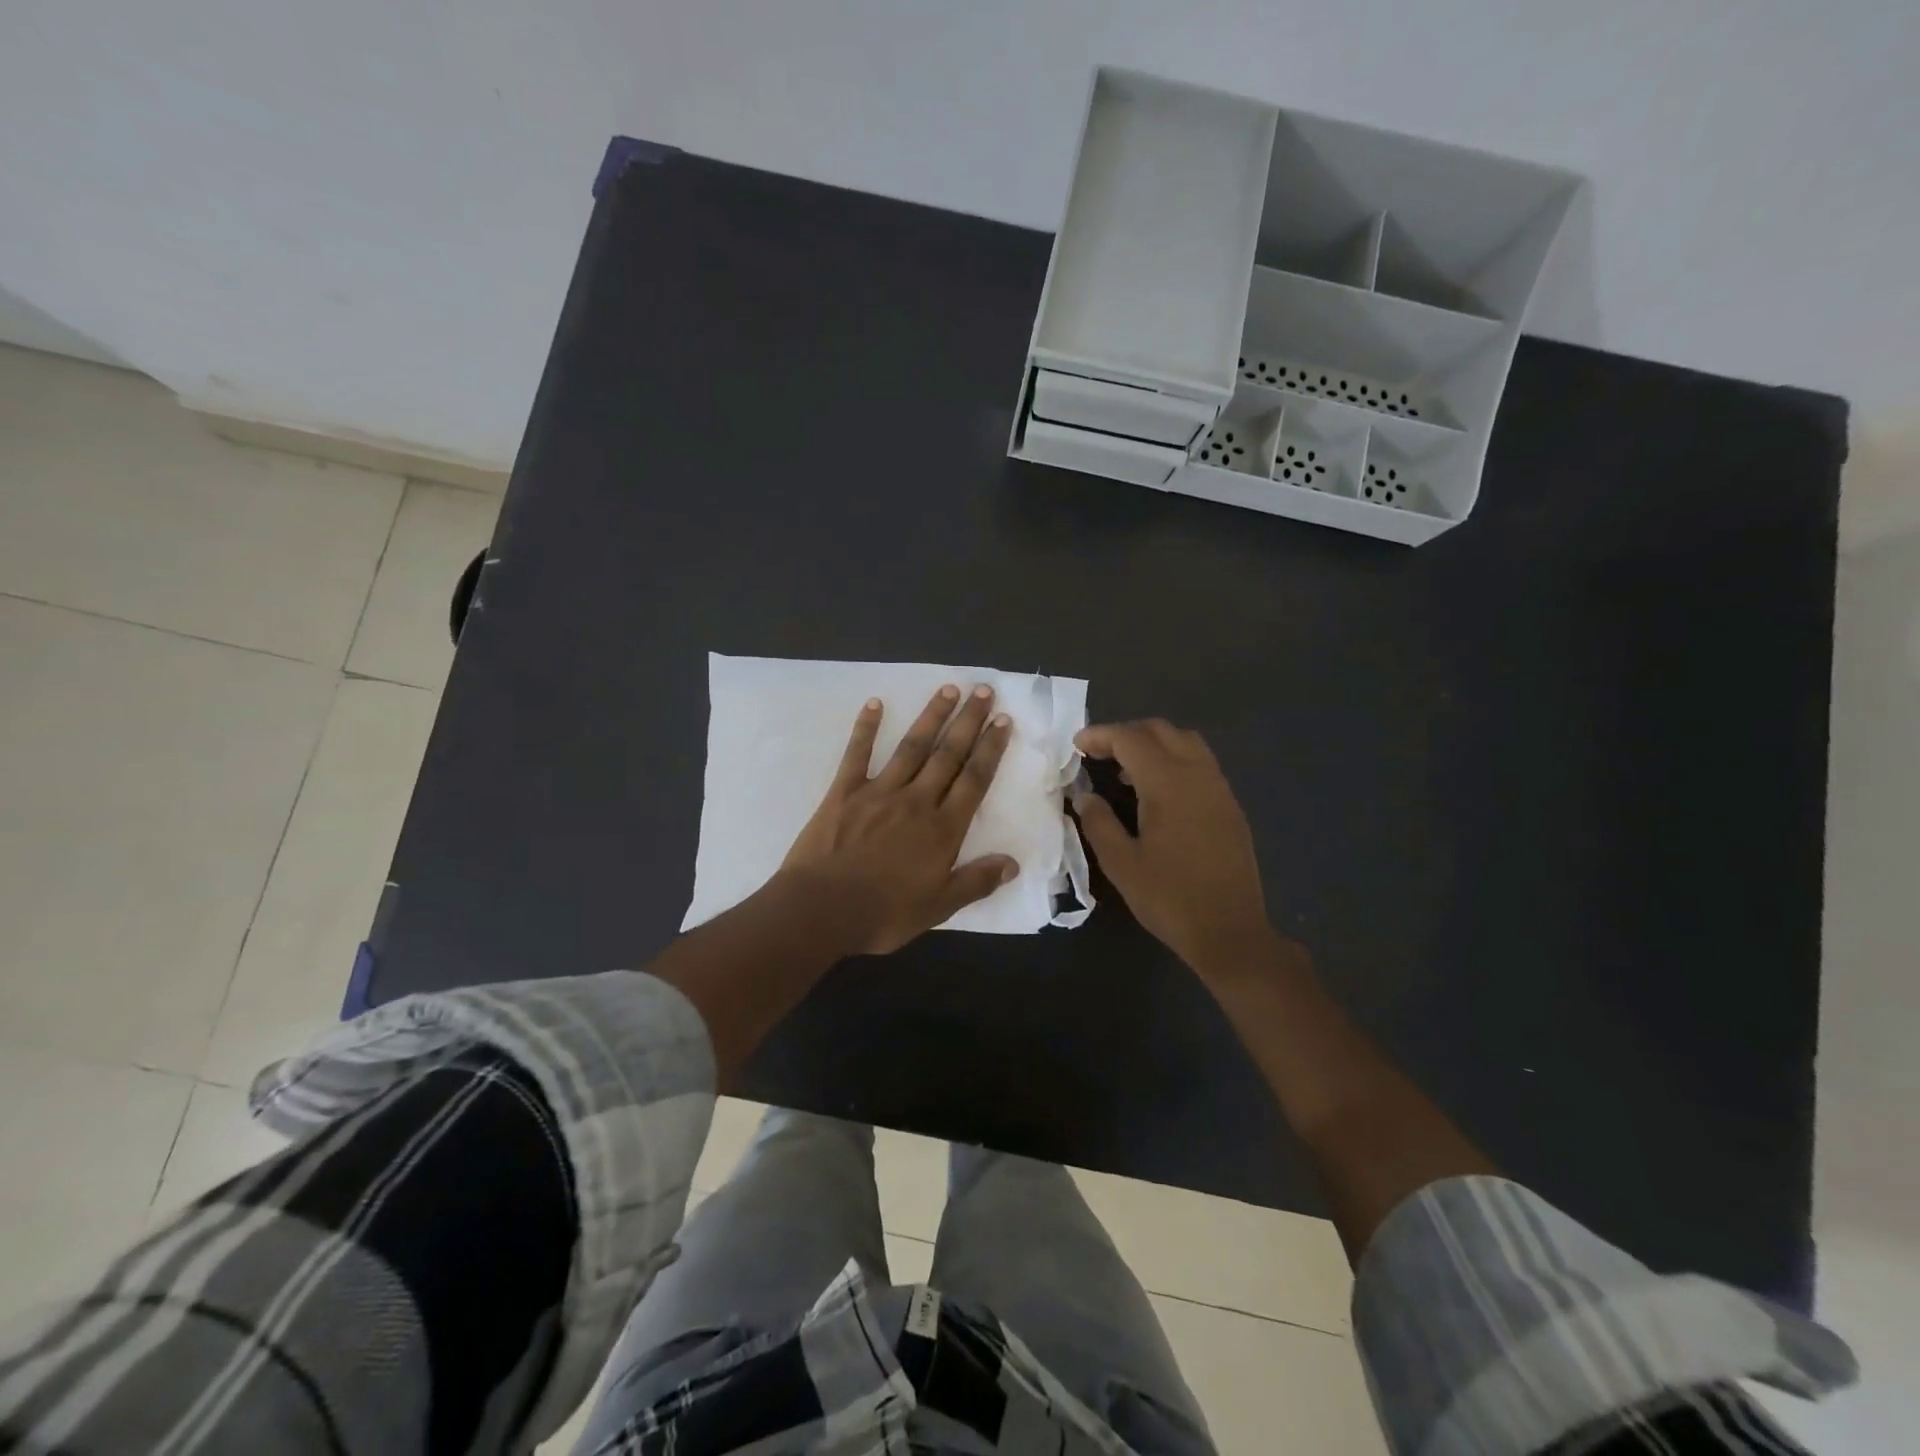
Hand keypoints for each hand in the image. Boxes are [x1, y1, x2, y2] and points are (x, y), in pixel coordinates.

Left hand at [781, 684, 1017, 954]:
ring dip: (931, 716)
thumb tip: (1013, 864)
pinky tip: (875, 703)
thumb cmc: (883, 913)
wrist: (822, 910)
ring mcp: (879, 792)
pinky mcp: (844, 792)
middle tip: (984, 691)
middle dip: (968, 722)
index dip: (990, 749)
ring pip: (912, 747)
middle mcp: (916, 801)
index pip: (974, 780)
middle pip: (948, 755)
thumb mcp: (939, 908)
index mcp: (942, 829)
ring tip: (948, 688)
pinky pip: (857, 754)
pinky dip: (866, 727)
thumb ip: (976, 882)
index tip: (1003, 721)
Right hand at [1073, 719, 1273, 974]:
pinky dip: (1174, 762)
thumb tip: (1084, 795)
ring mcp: (1219, 789)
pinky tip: (1158, 795)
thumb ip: (1098, 822)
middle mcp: (1198, 774)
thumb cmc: (1169, 897)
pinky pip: (1201, 765)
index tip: (1076, 745)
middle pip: (1161, 731)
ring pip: (1186, 743)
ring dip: (1154, 745)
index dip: (1100, 735)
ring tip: (1127, 772)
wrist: (1230, 931)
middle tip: (1099, 754)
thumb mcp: (1121, 863)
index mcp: (1168, 783)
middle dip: (1127, 734)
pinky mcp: (1230, 807)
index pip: (1130, 739)